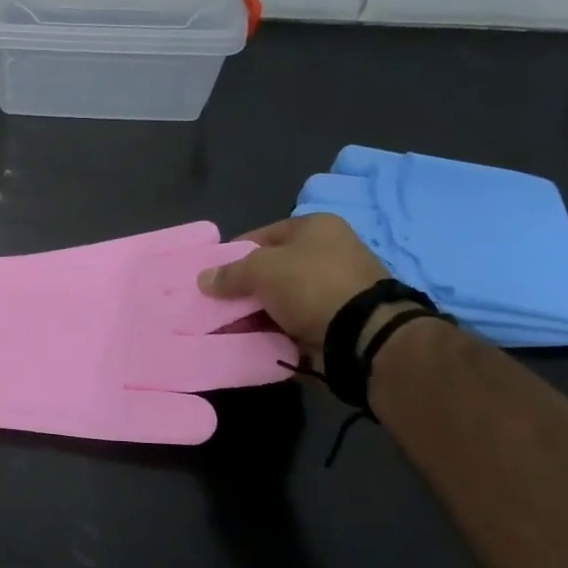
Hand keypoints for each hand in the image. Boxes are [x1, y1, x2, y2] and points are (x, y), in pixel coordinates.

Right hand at [197, 214, 389, 354]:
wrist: (363, 334)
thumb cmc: (310, 285)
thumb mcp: (260, 270)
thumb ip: (230, 273)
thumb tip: (204, 279)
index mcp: (315, 227)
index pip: (262, 235)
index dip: (233, 253)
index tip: (212, 276)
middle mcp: (328, 252)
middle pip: (271, 269)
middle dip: (243, 289)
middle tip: (217, 305)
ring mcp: (334, 289)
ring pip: (281, 299)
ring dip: (256, 313)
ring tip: (229, 328)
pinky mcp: (336, 320)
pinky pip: (294, 322)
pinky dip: (274, 331)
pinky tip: (252, 340)